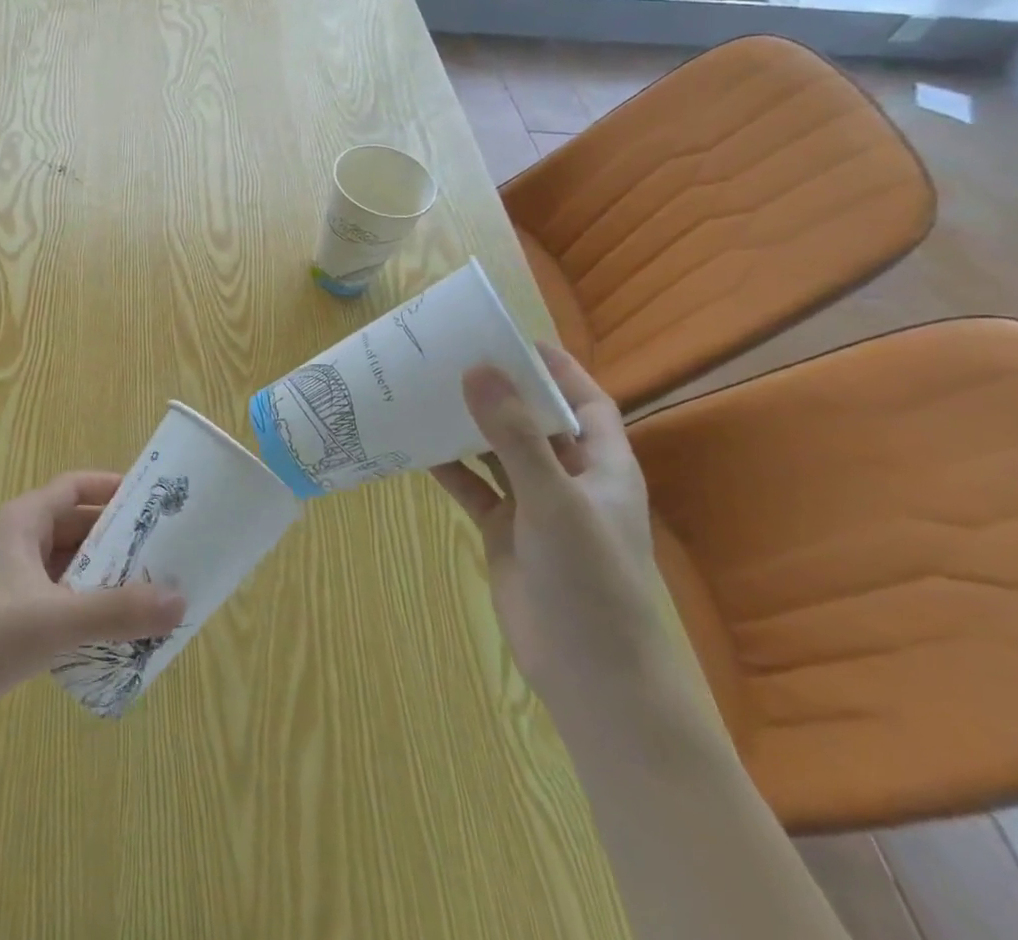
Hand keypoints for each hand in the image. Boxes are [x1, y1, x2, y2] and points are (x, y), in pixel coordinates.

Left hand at [0, 472, 185, 738]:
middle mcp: (17, 540)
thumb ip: (118, 611)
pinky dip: (85, 603)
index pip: (74, 487)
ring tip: (147, 591)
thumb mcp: (57, 619)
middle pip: (75, 526)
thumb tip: (180, 601)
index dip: (111, 488)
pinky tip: (112, 629)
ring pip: (67, 564)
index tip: (151, 500)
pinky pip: (58, 596)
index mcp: (23, 520)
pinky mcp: (9, 614)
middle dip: (116, 538)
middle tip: (162, 552)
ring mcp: (11, 578)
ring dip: (103, 575)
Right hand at [431, 344, 669, 718]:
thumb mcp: (555, 501)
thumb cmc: (592, 582)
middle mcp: (569, 479)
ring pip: (497, 453)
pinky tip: (414, 447)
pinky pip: (472, 488)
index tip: (510, 337)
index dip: (556, 368)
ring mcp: (534, 507)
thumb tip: (478, 369)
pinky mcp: (504, 533)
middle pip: (534, 421)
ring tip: (426, 392)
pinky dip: (447, 468)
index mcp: (603, 466)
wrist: (594, 678)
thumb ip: (515, 435)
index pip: (585, 401)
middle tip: (451, 357)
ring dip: (467, 427)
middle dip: (499, 391)